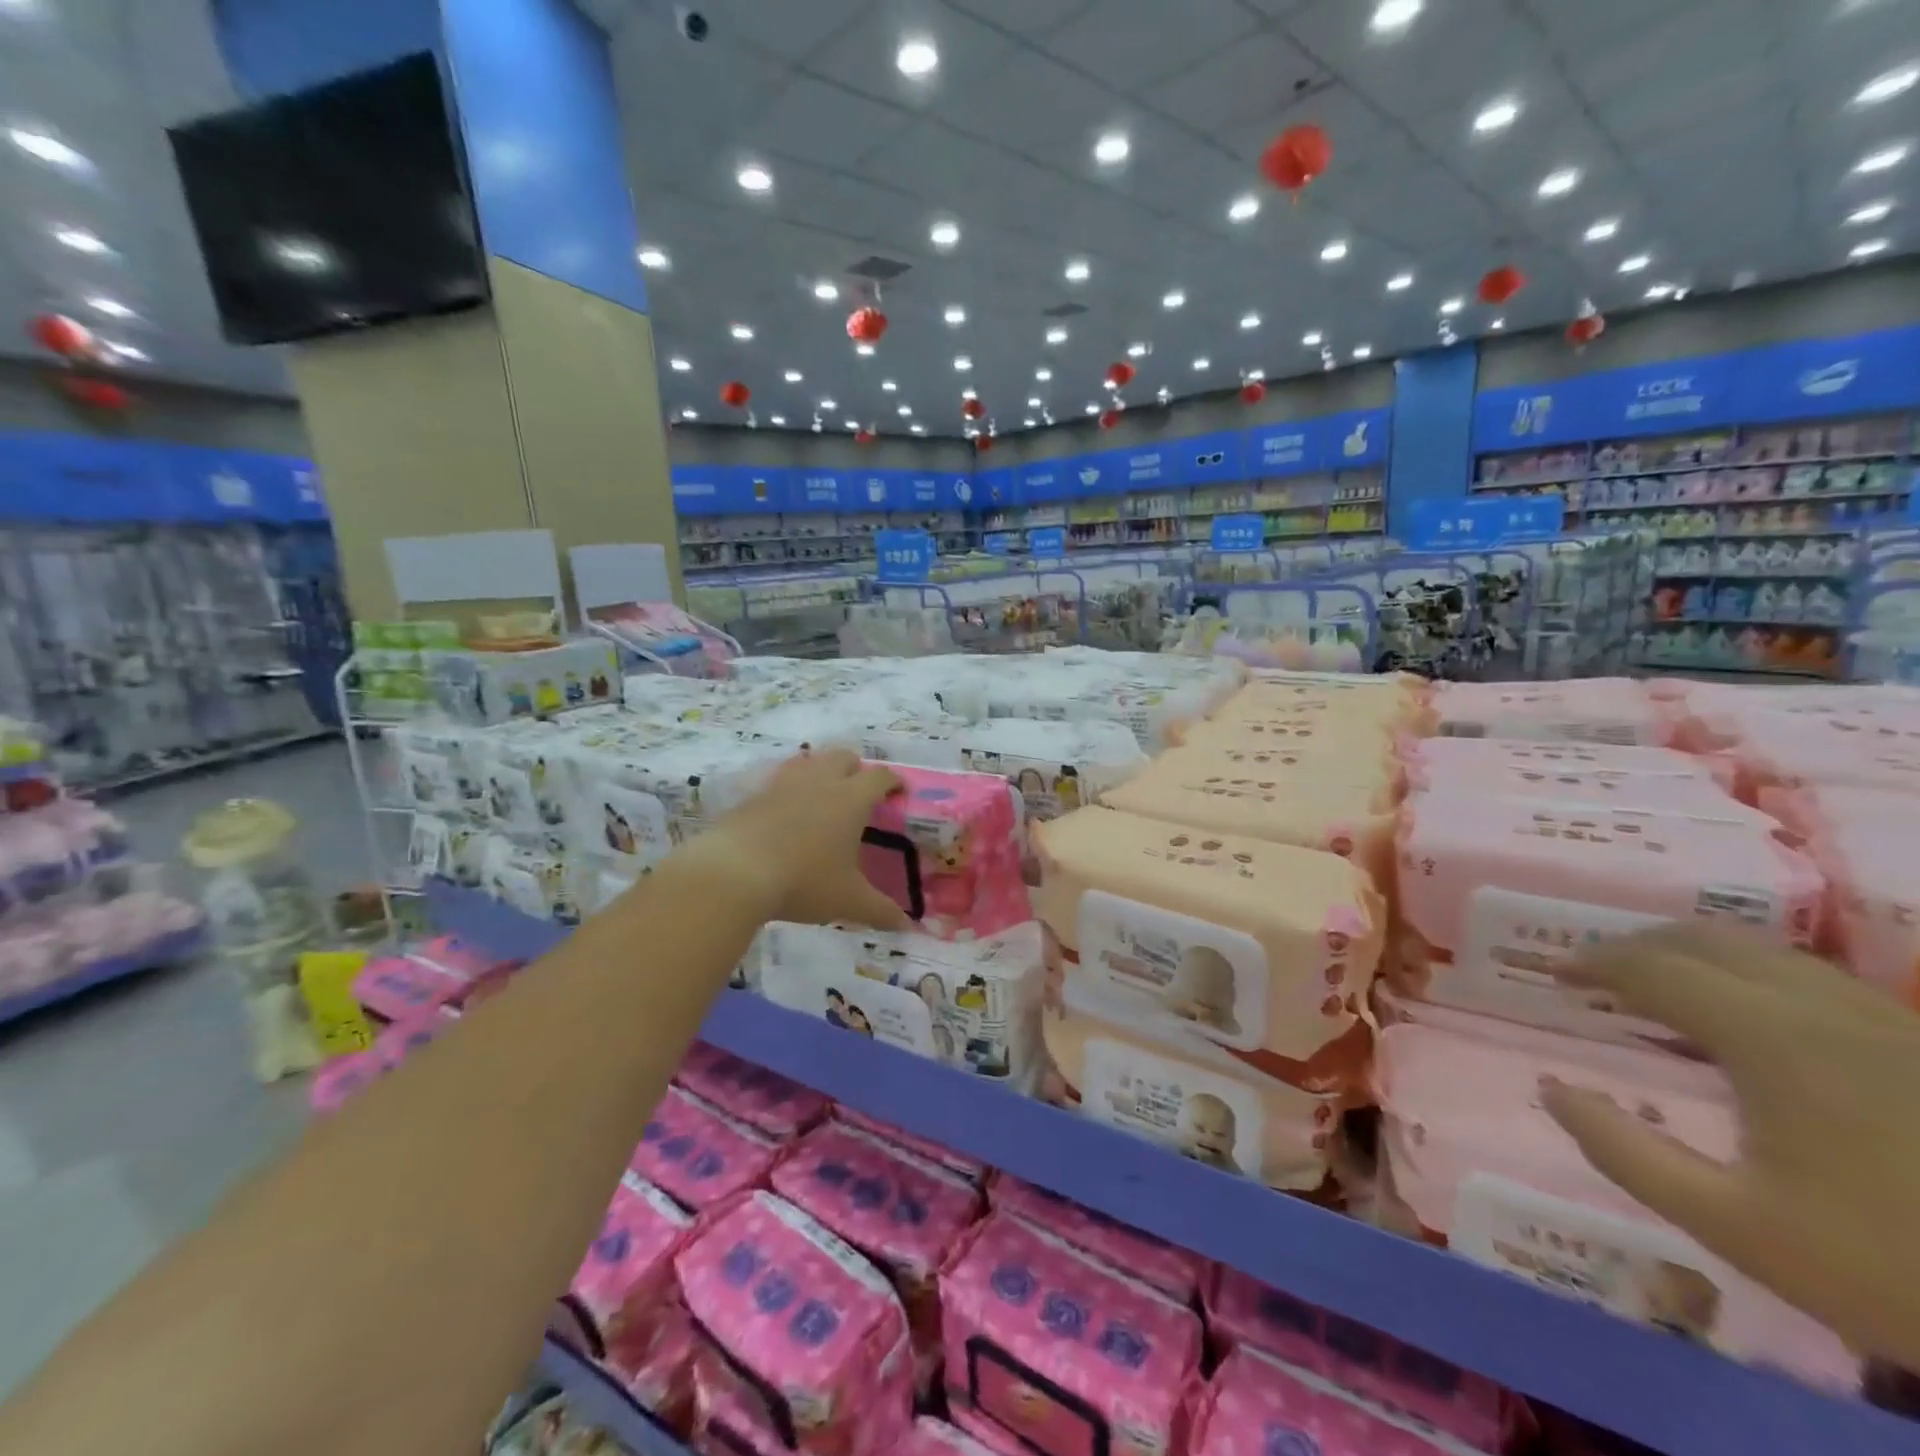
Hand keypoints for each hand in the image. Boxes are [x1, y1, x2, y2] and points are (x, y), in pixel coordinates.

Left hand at [687, 749, 910, 931]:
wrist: (734, 873)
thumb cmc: (803, 881)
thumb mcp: (848, 902)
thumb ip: (881, 911)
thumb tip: (907, 926)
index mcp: (850, 800)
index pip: (880, 777)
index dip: (893, 782)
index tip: (899, 791)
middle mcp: (819, 782)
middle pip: (844, 757)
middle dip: (856, 769)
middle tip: (859, 792)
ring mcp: (783, 784)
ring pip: (809, 761)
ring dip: (820, 772)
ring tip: (822, 796)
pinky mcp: (753, 795)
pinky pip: (778, 782)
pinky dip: (788, 791)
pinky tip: (785, 815)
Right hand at [1541, 923, 1919, 1369]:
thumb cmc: (1897, 1271)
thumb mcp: (1737, 1228)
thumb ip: (1625, 1153)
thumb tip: (1552, 1091)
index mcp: (1773, 1038)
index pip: (1654, 968)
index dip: (1594, 963)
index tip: (1554, 976)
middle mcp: (1826, 1009)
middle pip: (1708, 940)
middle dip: (1639, 946)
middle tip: (1597, 975)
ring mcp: (1886, 1022)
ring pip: (1766, 953)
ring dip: (1695, 957)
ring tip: (1660, 989)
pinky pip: (1812, 980)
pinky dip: (1750, 977)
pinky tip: (1745, 1018)